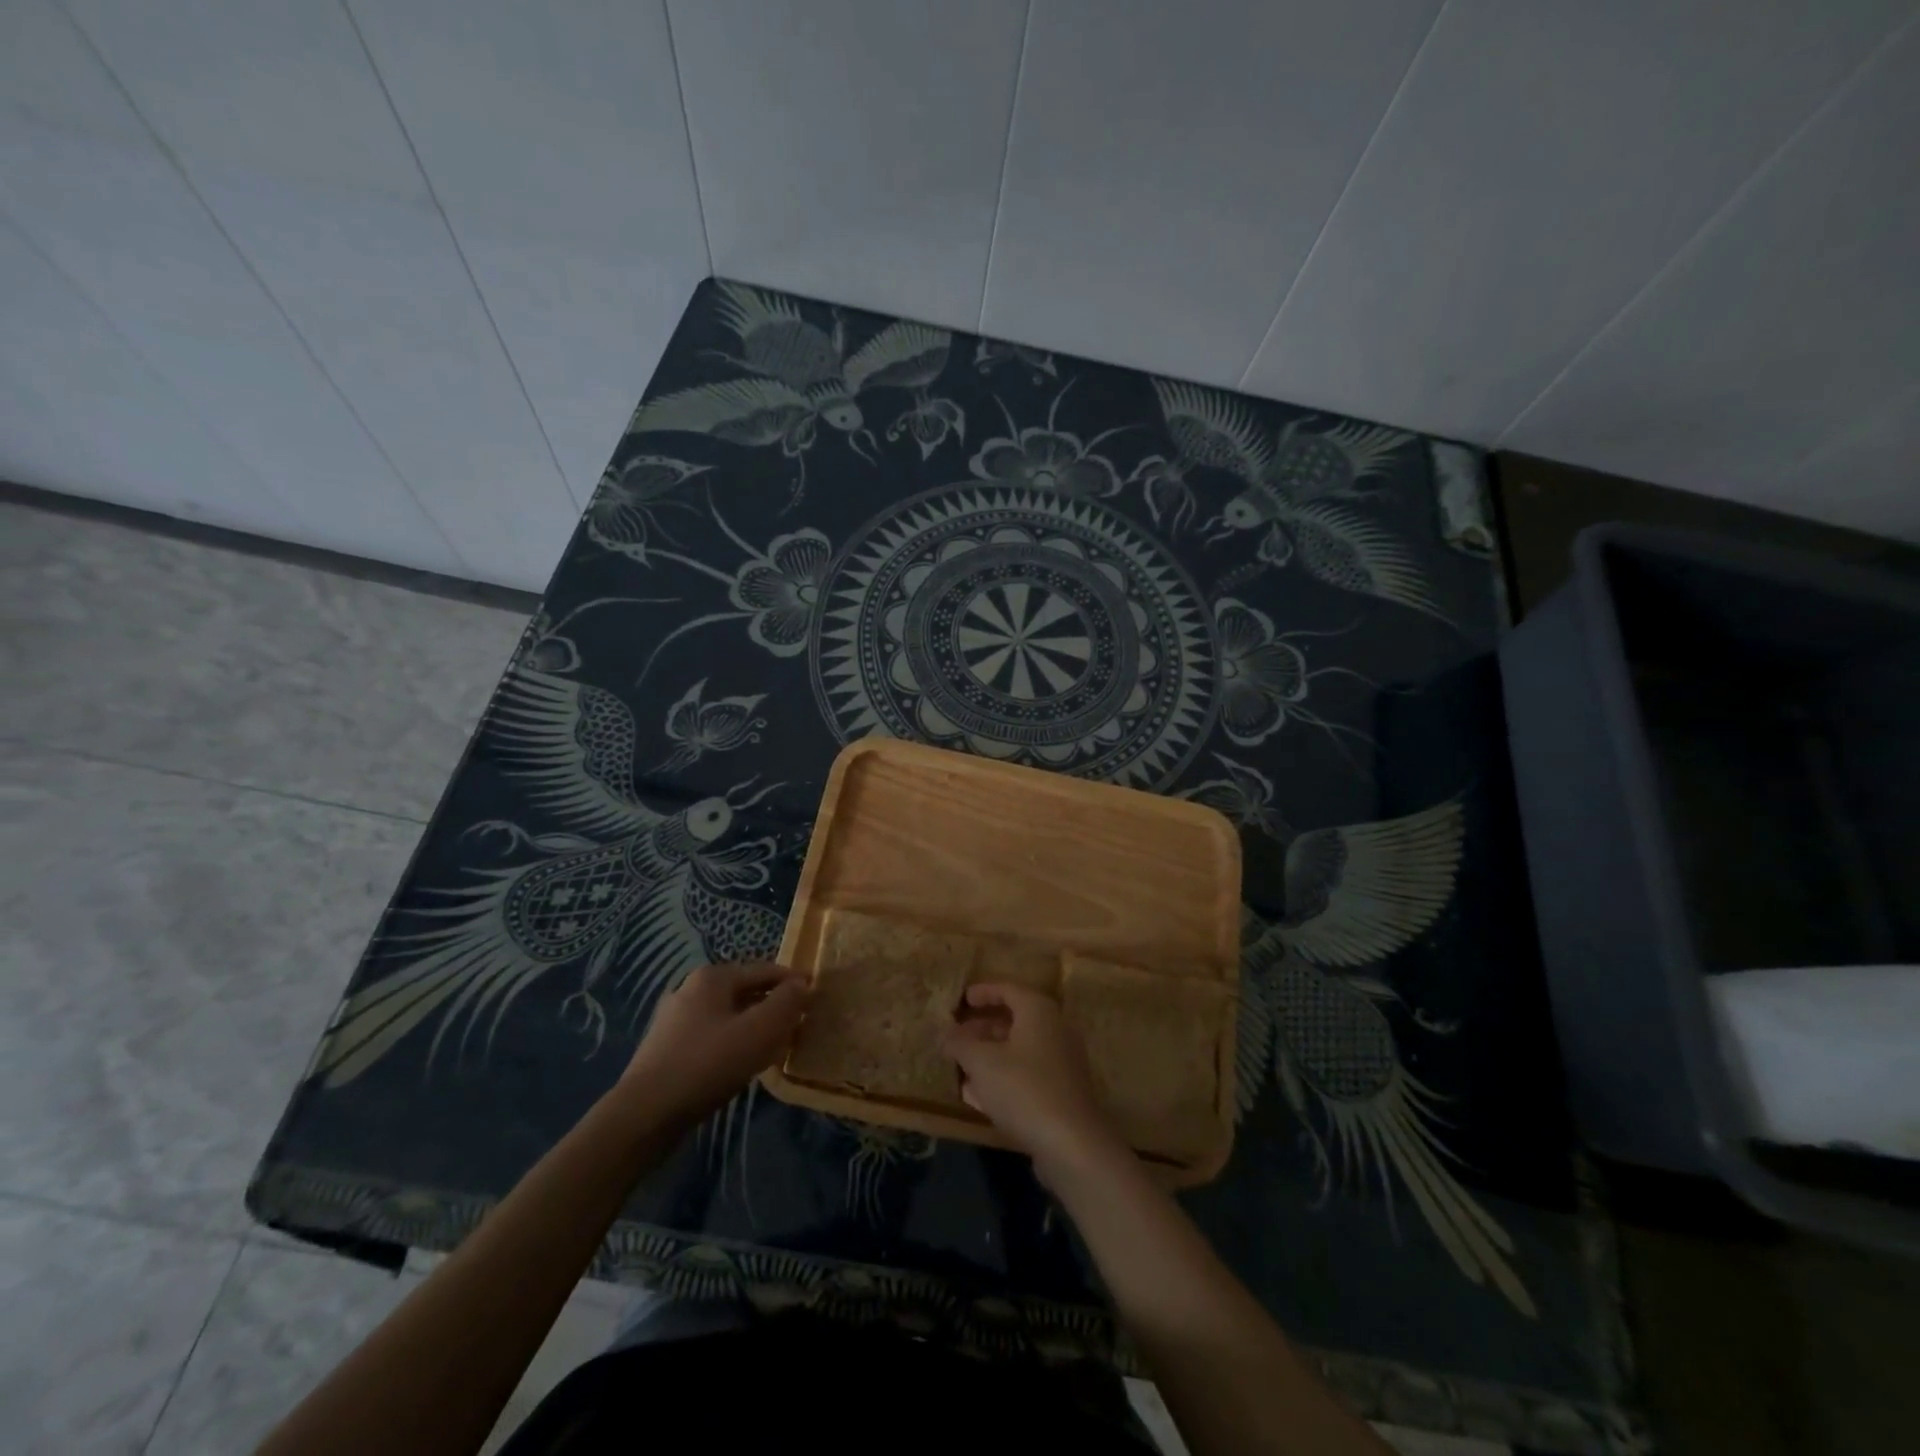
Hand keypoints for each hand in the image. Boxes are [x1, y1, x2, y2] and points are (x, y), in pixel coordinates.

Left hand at [622, 962, 808, 1127]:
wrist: (644, 1115)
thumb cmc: (708, 1064)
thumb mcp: (759, 1031)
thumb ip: (786, 1003)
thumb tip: (803, 984)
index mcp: (713, 977)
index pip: (765, 969)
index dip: (793, 981)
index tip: (816, 997)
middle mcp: (691, 989)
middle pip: (746, 990)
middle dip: (774, 1004)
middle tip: (800, 1023)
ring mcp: (675, 1019)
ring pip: (729, 1015)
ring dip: (755, 1025)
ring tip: (777, 1045)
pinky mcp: (667, 1048)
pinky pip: (713, 1035)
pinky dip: (734, 1042)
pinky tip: (744, 1064)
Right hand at [944, 983, 1129, 1184]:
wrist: (1072, 1143)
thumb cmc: (1023, 1088)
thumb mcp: (981, 1062)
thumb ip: (960, 1043)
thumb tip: (944, 1032)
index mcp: (1038, 1011)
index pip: (1008, 989)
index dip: (983, 992)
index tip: (962, 999)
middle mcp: (1055, 1029)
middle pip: (1015, 1019)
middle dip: (983, 1027)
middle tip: (957, 1036)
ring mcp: (1063, 1062)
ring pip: (1020, 1049)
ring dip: (991, 1054)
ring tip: (963, 1065)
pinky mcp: (1063, 1092)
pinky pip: (1028, 1073)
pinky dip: (1004, 1076)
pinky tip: (980, 1095)